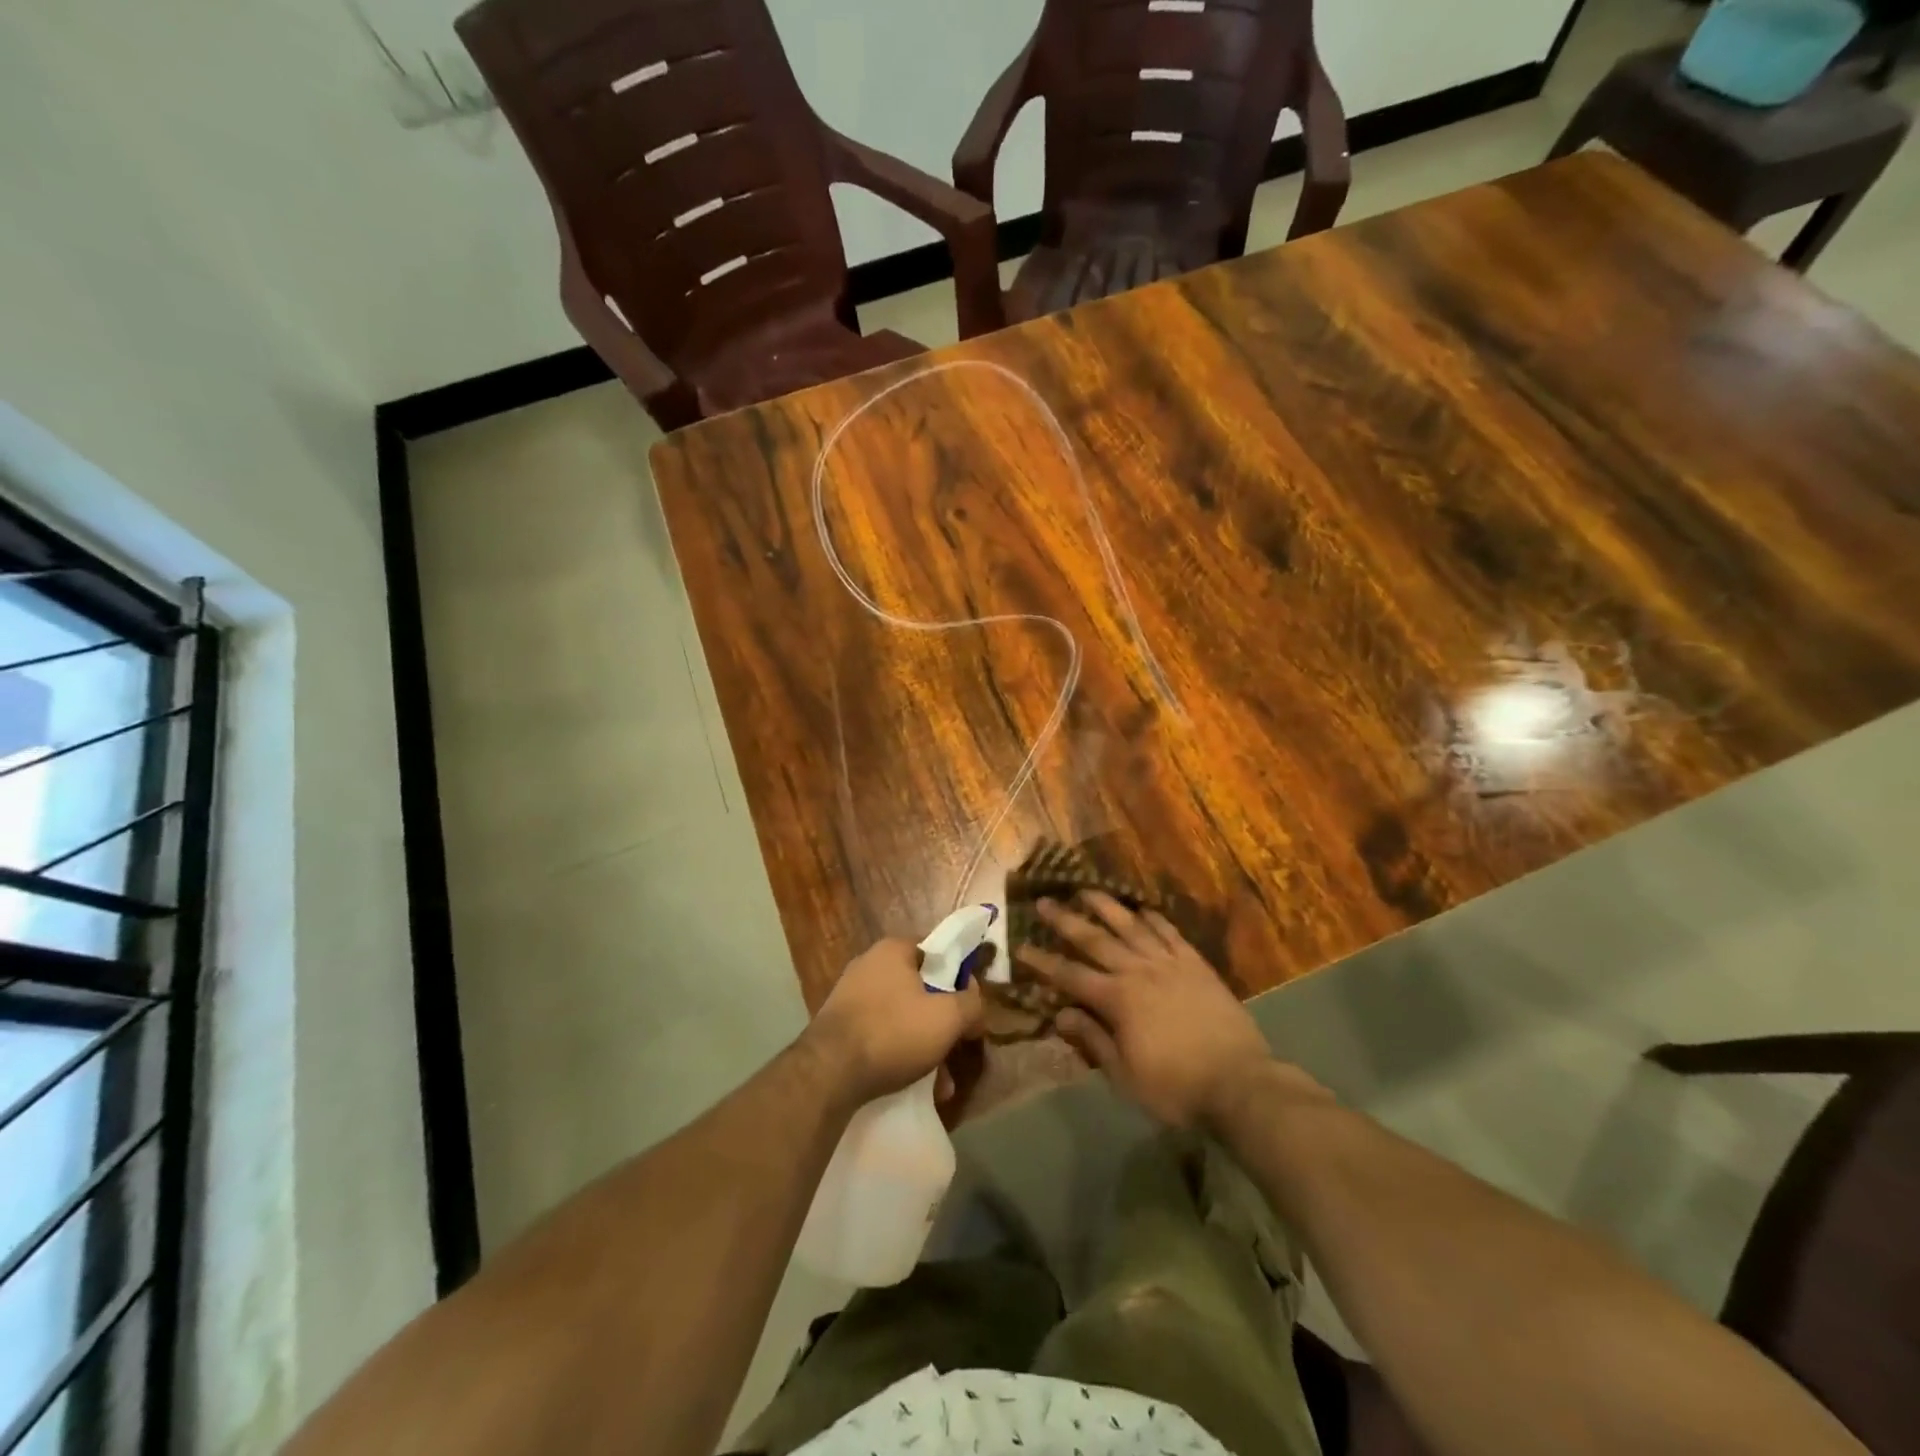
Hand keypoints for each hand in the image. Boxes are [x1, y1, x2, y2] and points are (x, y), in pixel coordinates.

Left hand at [806, 938, 982, 1105]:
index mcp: (893, 949)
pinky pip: (881, 1034)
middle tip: (956, 1049)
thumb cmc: (893, 1033)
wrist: (827, 1073)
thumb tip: (975, 1000)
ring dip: (924, 1045)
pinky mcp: (839, 1025)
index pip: (936, 952)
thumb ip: (971, 1004)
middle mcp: (869, 964)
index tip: (969, 1006)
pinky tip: (914, 1085)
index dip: (959, 978)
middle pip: (921, 988)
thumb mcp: (948, 1018)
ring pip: (902, 1016)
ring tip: (939, 1082)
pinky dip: (899, 1054)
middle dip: (942, 1022)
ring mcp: (850, 995)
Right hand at [1018, 893, 1278, 1127]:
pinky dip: (1154, 918)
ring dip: (1106, 907)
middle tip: (1044, 902)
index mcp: (1117, 1000)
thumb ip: (1093, 1039)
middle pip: (1095, 940)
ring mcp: (1169, 964)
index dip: (1044, 962)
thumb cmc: (1176, 1088)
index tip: (1021, 947)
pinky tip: (1142, 908)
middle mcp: (1138, 972)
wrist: (1240, 1083)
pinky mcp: (1196, 965)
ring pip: (1131, 926)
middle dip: (1066, 921)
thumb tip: (1060, 1012)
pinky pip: (1170, 933)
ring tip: (1086, 890)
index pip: (1070, 975)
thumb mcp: (1125, 1076)